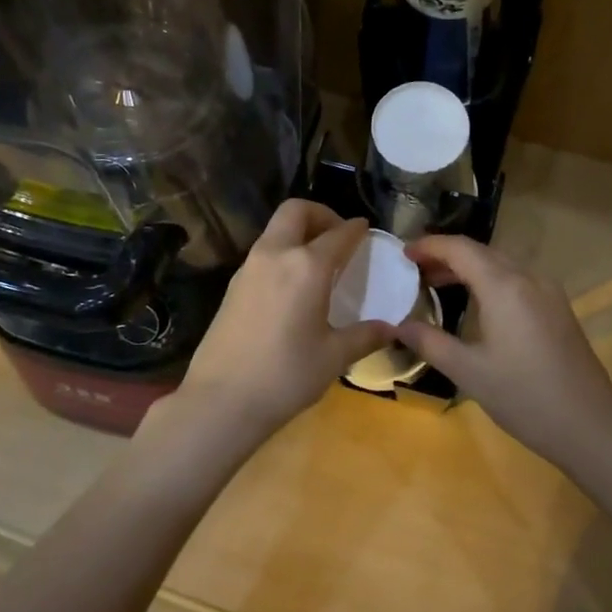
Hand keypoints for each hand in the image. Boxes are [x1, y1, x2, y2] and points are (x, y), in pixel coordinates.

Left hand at [176, 202, 394, 439]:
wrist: (220, 400)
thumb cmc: (285, 375)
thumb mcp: (334, 357)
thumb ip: (365, 336)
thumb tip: (391, 329)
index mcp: (307, 266)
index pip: (338, 234)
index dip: (356, 229)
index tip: (366, 229)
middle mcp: (275, 255)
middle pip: (296, 211)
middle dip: (321, 215)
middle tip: (338, 237)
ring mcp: (248, 268)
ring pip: (275, 231)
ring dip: (298, 233)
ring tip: (318, 262)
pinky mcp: (232, 286)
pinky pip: (263, 253)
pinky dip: (282, 253)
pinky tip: (293, 286)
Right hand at [396, 234, 611, 463]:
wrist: (590, 425)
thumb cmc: (524, 397)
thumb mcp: (468, 371)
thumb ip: (430, 342)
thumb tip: (398, 326)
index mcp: (504, 286)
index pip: (460, 249)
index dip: (429, 245)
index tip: (403, 254)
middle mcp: (528, 277)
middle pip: (481, 252)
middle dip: (446, 255)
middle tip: (415, 270)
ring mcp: (548, 291)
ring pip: (501, 263)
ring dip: (468, 267)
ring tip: (437, 284)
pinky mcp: (558, 307)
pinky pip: (517, 278)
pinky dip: (490, 279)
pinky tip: (477, 303)